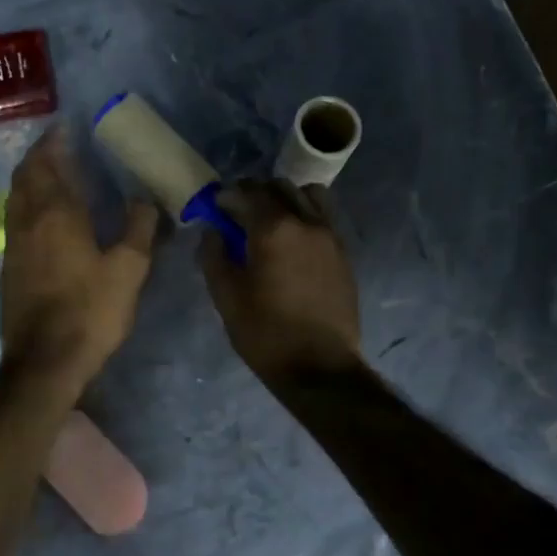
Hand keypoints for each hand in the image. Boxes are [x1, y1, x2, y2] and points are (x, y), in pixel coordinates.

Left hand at [1, 126, 160, 387]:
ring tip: (50, 173)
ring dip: (30, 178)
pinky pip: (16, 218)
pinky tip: (44, 216)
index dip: (54, 142)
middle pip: (25, 175)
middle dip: (39, 155)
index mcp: (55, 213)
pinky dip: (27, 202)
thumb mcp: (129, 269)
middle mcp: (27, 220)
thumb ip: (139, 227)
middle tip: (58, 145)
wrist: (44, 362)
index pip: (48, 163)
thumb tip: (145, 198)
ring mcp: (13, 244)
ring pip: (16, 197)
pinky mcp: (9, 266)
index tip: (65, 126)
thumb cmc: (89, 311)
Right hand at [199, 179, 361, 385]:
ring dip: (284, 199)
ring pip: (306, 195)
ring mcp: (330, 235)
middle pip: (278, 186)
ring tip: (270, 222)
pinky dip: (304, 214)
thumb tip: (213, 230)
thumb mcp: (226, 296)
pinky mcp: (343, 252)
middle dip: (254, 193)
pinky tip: (292, 241)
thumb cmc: (266, 334)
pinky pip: (323, 216)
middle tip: (238, 214)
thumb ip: (214, 255)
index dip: (226, 196)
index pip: (246, 192)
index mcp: (273, 229)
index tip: (214, 208)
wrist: (321, 369)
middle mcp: (306, 221)